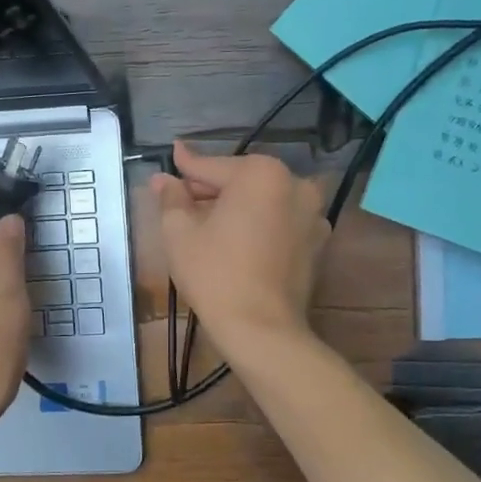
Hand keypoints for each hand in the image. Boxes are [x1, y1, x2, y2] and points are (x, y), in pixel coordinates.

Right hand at [149, 141, 329, 341]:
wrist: (262, 329)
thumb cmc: (215, 275)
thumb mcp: (180, 233)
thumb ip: (172, 198)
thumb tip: (164, 179)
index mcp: (261, 173)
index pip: (213, 167)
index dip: (186, 165)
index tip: (173, 152)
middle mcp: (295, 184)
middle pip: (241, 181)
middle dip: (211, 189)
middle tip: (181, 198)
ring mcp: (312, 214)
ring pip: (262, 202)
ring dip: (236, 207)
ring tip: (206, 221)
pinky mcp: (317, 242)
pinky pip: (279, 222)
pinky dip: (258, 224)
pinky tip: (236, 240)